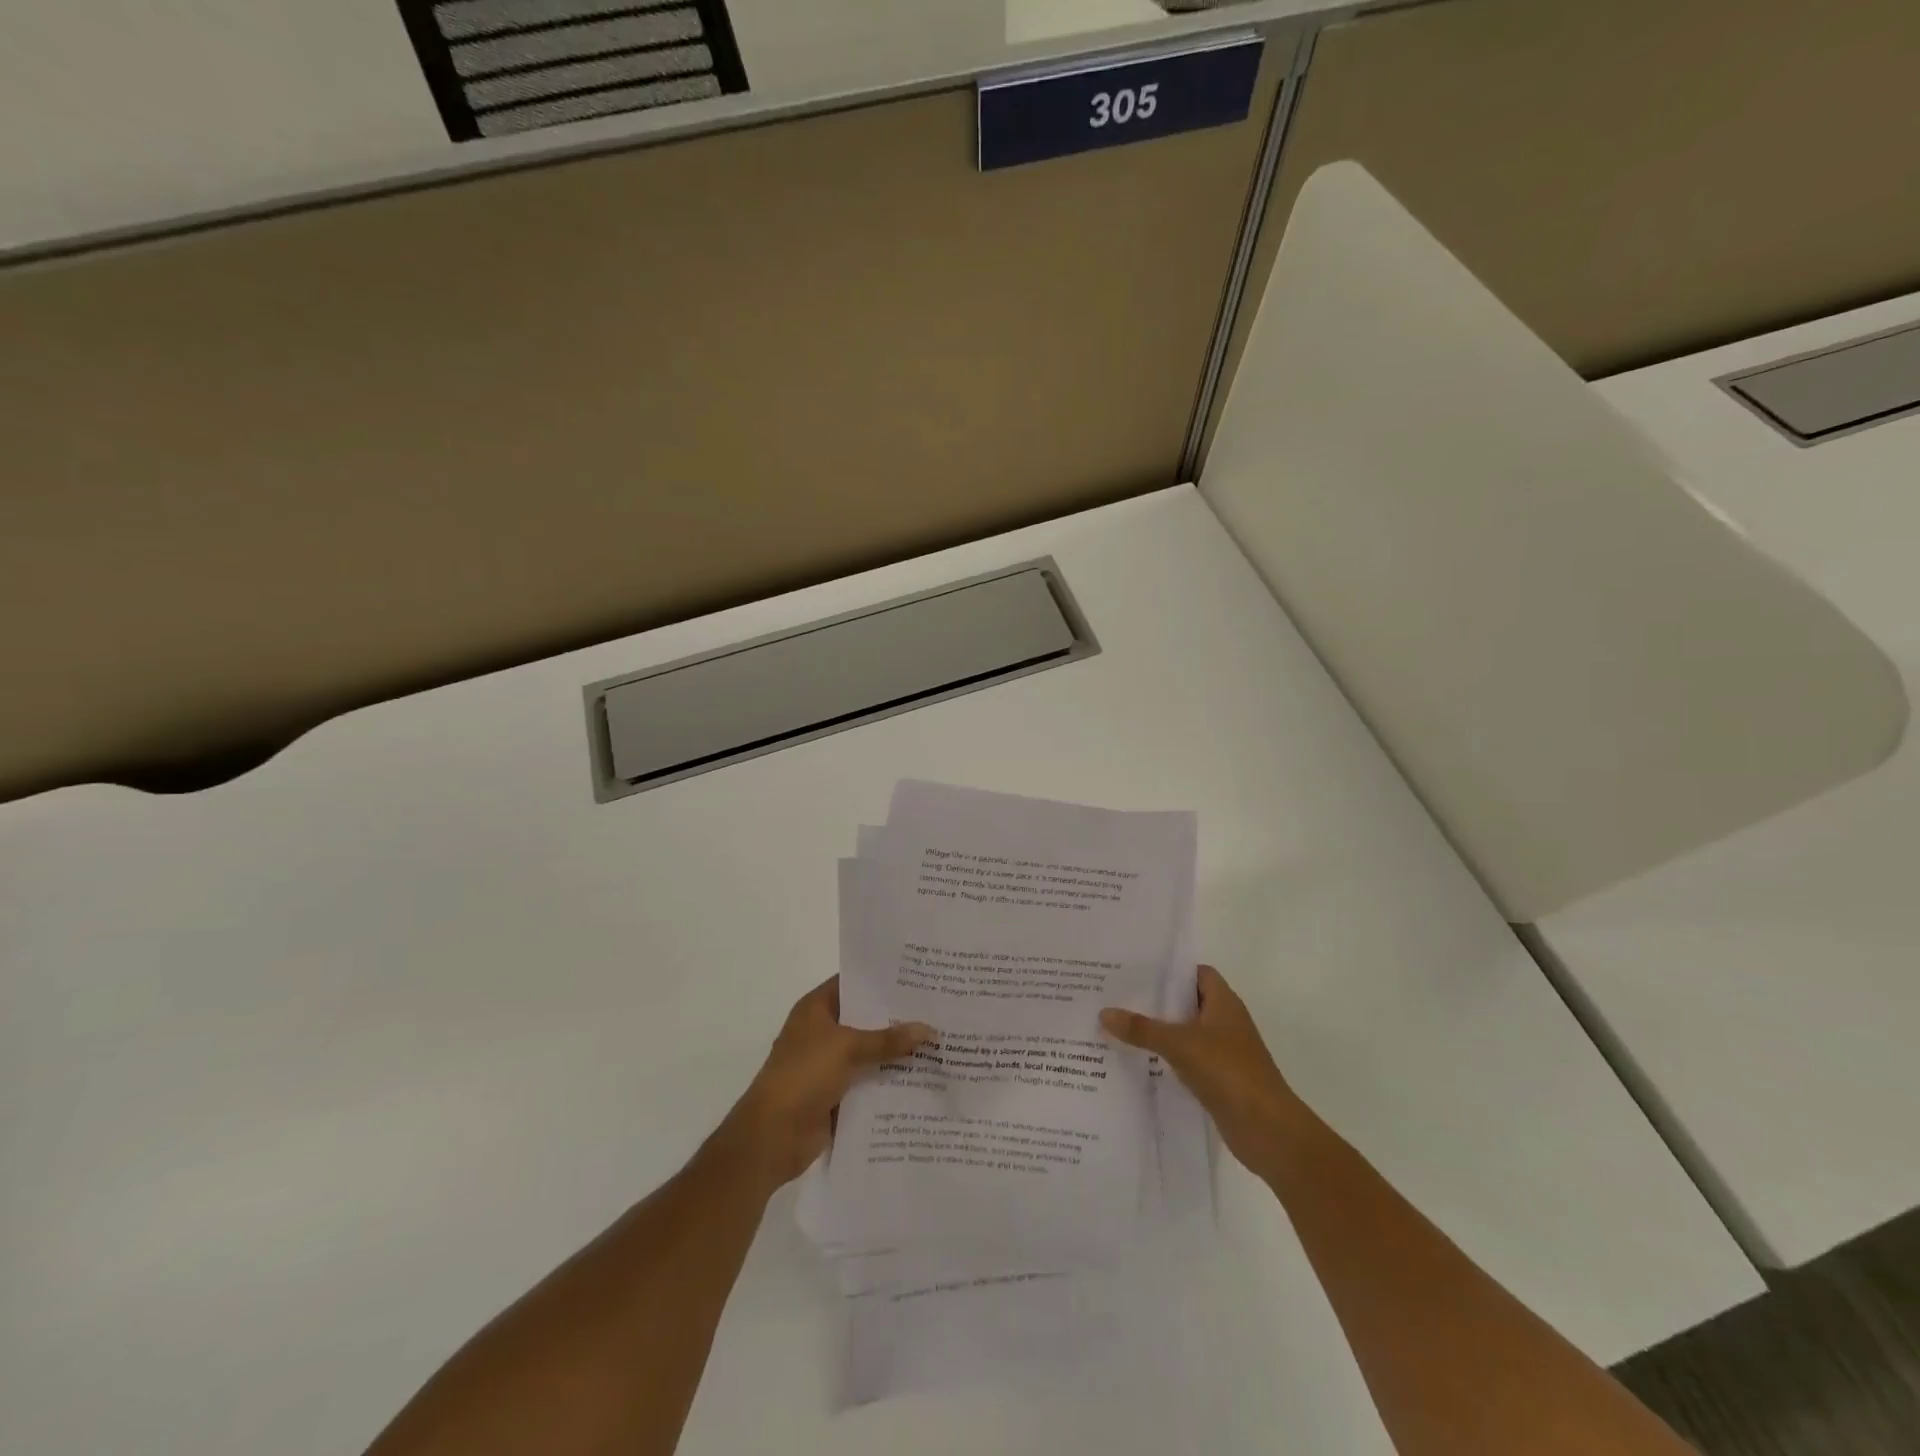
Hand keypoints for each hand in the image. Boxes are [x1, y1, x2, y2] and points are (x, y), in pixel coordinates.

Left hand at [715, 976, 932, 1193]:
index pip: (853, 984)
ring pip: (869, 1052)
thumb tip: (930, 1030)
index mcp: (816, 1009)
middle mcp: (823, 1031)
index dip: (881, 980)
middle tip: (936, 1008)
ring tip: (939, 1041)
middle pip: (865, 1019)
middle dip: (897, 1017)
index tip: (916, 976)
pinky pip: (869, 1081)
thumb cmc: (804, 1075)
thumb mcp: (847, 1048)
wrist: (772, 1136)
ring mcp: (829, 1064)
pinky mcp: (837, 1094)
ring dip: (896, 1052)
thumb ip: (888, 1039)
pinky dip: (889, 1081)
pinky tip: (923, 1078)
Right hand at [1099, 965, 1308, 1178]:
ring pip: (1185, 1032)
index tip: (1136, 970)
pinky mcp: (1218, 1078)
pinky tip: (1139, 1060)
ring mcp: (1223, 1052)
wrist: (1267, 1130)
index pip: (1196, 973)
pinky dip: (1167, 1058)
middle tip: (1118, 995)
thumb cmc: (1229, 1072)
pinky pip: (1187, 1059)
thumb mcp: (1180, 1044)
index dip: (1170, 969)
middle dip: (1156, 1000)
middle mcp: (1225, 1022)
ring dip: (1159, 1030)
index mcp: (1224, 1002)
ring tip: (1120, 1025)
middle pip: (1187, 1001)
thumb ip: (1142, 1029)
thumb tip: (1104, 1013)